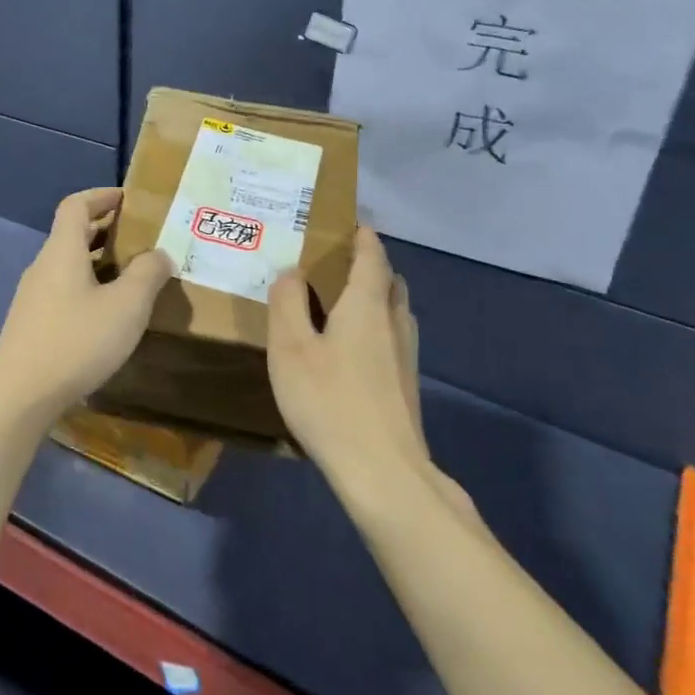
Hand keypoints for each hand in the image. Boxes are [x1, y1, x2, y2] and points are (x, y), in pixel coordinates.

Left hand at [0, 189, 172, 428]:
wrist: (19, 394)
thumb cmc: (77, 341)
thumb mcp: (127, 306)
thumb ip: (148, 274)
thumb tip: (159, 254)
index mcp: (62, 250)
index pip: (76, 205)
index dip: (101, 196)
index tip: (128, 199)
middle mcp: (43, 265)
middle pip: (71, 233)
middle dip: (105, 230)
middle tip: (140, 238)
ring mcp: (33, 295)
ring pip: (68, 264)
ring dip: (98, 261)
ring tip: (131, 275)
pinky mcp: (31, 322)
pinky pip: (63, 289)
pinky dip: (87, 286)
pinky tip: (108, 313)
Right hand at [268, 227, 439, 499]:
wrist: (383, 472)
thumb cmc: (329, 401)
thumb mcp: (290, 348)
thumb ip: (287, 304)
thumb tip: (291, 273)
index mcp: (367, 306)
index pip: (372, 257)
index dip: (363, 237)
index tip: (352, 223)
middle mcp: (394, 323)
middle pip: (390, 282)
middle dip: (371, 266)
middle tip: (338, 264)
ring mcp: (406, 356)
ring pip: (396, 311)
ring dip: (376, 297)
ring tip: (343, 302)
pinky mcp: (406, 385)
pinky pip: (393, 337)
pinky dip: (377, 326)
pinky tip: (352, 349)